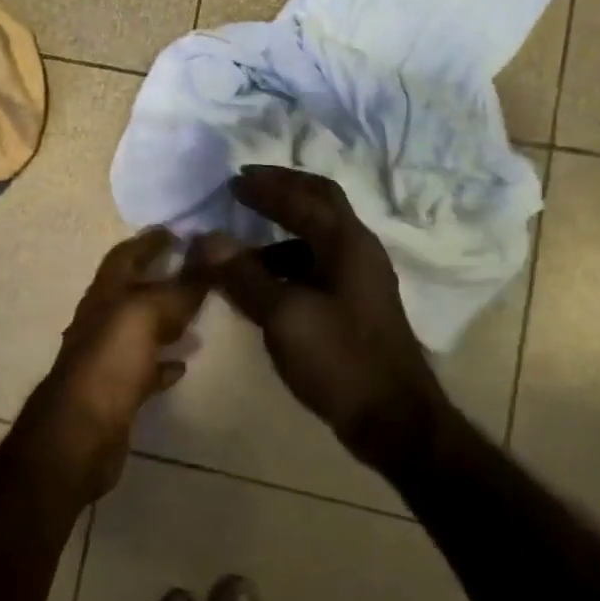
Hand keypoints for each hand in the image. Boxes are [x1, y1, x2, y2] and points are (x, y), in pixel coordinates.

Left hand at [33, 228, 210, 499]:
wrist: (79, 435)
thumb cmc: (111, 362)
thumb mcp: (148, 313)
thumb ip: (181, 286)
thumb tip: (210, 251)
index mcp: (106, 294)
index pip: (127, 255)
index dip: (149, 241)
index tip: (177, 231)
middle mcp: (103, 320)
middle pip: (133, 291)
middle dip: (161, 278)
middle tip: (196, 271)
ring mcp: (107, 358)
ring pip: (140, 329)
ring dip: (166, 319)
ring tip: (198, 317)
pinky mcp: (116, 392)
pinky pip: (144, 368)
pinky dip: (163, 361)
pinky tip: (182, 364)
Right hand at [190, 167, 450, 473]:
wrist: (393, 419)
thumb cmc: (340, 359)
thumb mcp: (284, 316)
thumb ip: (244, 275)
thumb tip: (206, 239)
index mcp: (346, 242)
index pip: (304, 196)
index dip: (267, 185)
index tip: (232, 180)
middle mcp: (358, 249)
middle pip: (320, 202)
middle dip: (282, 190)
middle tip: (245, 187)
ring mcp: (360, 278)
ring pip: (316, 237)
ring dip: (281, 231)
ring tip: (242, 244)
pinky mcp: (355, 304)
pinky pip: (316, 266)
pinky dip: (287, 263)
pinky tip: (262, 284)